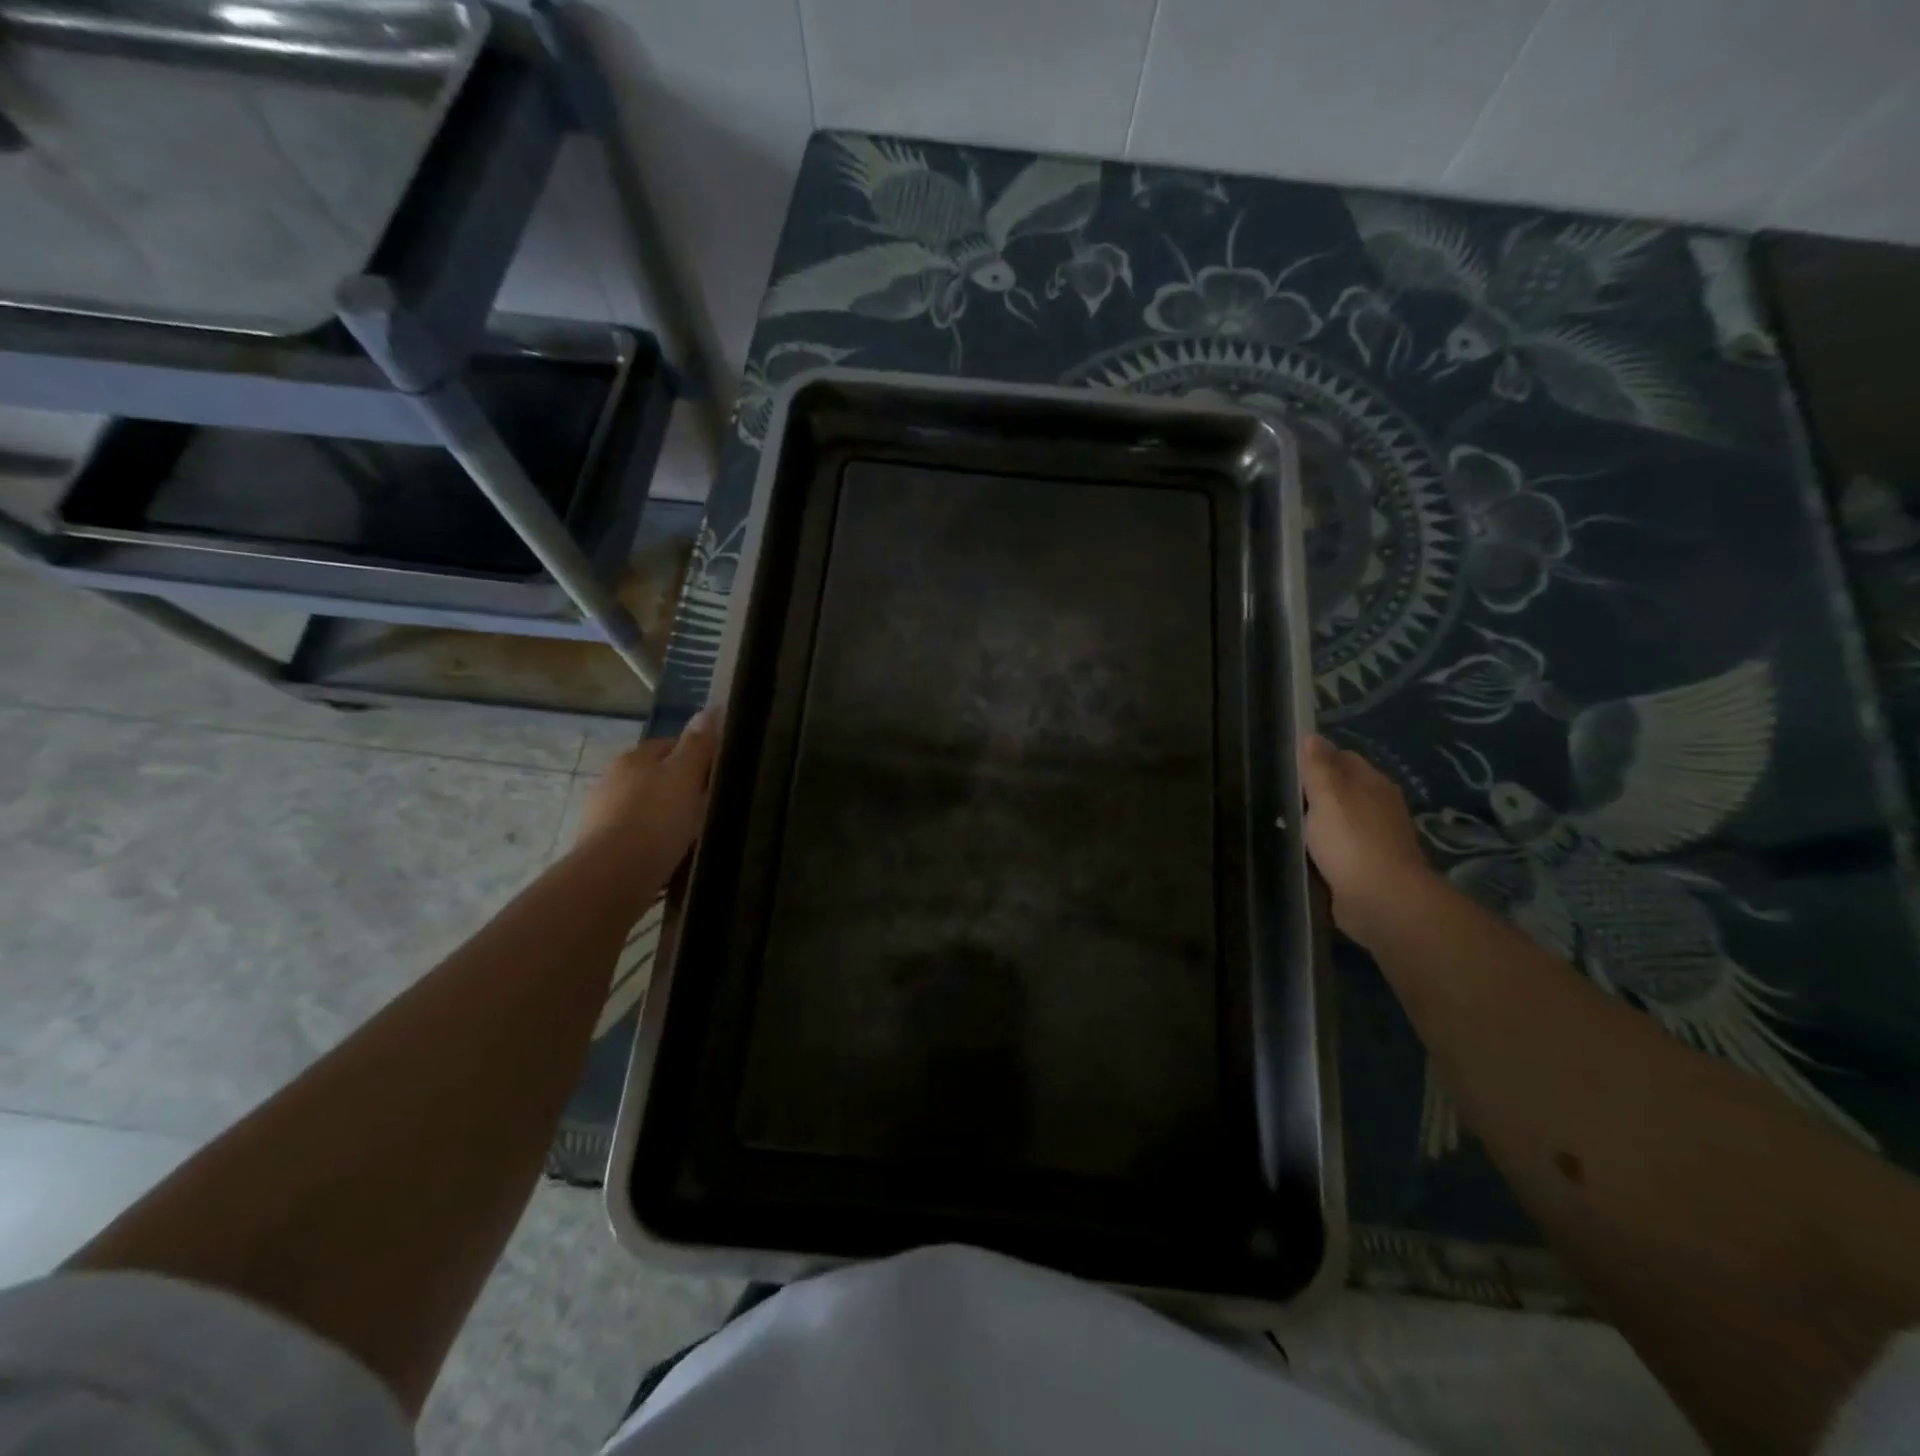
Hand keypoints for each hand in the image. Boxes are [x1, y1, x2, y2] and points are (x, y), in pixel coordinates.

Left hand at [575, 710, 717, 878]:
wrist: (613, 876)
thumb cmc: (655, 819)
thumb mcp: (686, 777)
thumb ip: (698, 745)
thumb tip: (710, 709)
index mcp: (633, 758)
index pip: (669, 745)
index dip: (696, 756)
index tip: (717, 774)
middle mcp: (612, 780)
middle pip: (655, 777)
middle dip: (678, 787)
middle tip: (708, 806)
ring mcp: (601, 814)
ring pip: (644, 807)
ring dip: (664, 816)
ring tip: (692, 835)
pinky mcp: (600, 846)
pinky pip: (635, 835)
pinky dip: (652, 840)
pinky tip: (669, 855)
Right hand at [1298, 734, 1437, 944]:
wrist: (1382, 901)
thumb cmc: (1351, 840)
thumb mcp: (1327, 795)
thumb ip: (1318, 766)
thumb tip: (1312, 736)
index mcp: (1374, 784)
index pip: (1344, 758)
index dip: (1318, 759)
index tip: (1289, 768)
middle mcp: (1380, 808)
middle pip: (1344, 791)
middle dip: (1317, 793)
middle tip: (1281, 798)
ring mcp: (1376, 840)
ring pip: (1341, 822)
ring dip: (1319, 825)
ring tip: (1287, 827)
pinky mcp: (1368, 869)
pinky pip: (1341, 851)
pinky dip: (1325, 851)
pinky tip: (1304, 855)